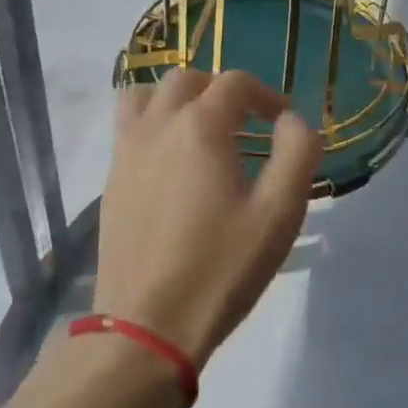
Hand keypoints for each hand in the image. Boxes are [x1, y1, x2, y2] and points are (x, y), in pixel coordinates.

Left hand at [94, 70, 321, 366]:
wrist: (147, 326)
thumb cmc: (221, 266)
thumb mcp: (280, 211)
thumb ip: (297, 152)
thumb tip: (292, 120)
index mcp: (200, 126)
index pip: (234, 83)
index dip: (265, 94)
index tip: (282, 119)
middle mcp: (157, 126)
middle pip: (186, 80)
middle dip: (220, 90)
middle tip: (245, 122)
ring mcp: (126, 153)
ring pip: (146, 96)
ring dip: (177, 99)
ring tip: (200, 129)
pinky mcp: (111, 182)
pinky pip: (128, 129)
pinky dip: (153, 125)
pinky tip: (172, 163)